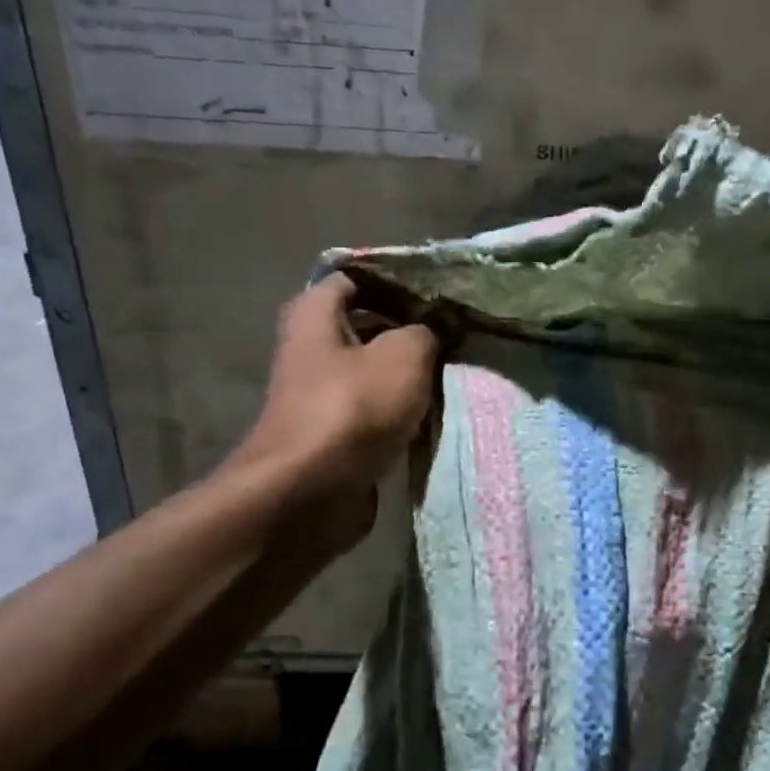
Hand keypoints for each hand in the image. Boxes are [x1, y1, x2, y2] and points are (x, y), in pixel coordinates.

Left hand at [230, 273, 441, 544]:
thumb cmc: (352, 408)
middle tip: (459, 327)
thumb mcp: (404, 355)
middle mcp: (313, 346)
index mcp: (316, 313)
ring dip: (413, 370)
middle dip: (414, 325)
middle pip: (370, 323)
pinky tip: (441, 405)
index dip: (401, 280)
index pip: (360, 277)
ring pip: (378, 368)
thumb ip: (428, 330)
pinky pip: (379, 406)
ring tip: (460, 363)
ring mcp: (325, 391)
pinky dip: (405, 406)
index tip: (443, 290)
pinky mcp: (338, 430)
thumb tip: (442, 322)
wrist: (310, 493)